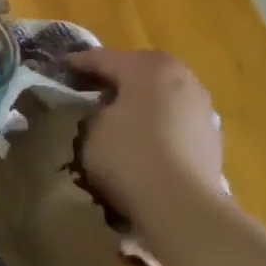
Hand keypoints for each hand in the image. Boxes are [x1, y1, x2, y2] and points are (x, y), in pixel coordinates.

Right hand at [66, 50, 224, 232]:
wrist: (184, 207)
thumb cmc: (129, 156)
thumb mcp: (90, 128)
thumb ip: (88, 109)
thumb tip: (92, 109)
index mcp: (148, 66)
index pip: (101, 58)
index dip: (74, 64)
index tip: (54, 69)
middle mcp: (180, 76)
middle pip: (134, 71)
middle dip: (109, 80)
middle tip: (82, 92)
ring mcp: (200, 105)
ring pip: (157, 94)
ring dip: (135, 102)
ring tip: (112, 118)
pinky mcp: (211, 134)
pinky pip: (172, 118)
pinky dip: (154, 122)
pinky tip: (139, 140)